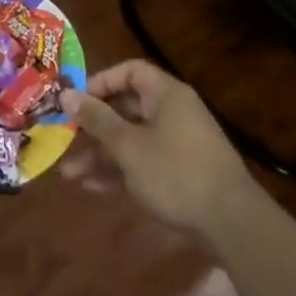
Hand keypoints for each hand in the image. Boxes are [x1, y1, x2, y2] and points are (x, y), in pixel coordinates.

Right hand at [59, 60, 256, 237]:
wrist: (231, 223)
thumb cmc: (175, 172)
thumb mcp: (128, 145)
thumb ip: (96, 119)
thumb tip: (66, 93)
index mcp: (165, 95)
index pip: (129, 72)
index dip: (100, 82)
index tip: (76, 100)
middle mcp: (172, 113)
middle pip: (125, 108)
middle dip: (92, 126)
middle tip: (64, 138)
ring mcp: (177, 145)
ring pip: (130, 140)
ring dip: (100, 154)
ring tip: (68, 173)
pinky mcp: (179, 174)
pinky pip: (142, 163)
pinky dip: (119, 171)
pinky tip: (91, 187)